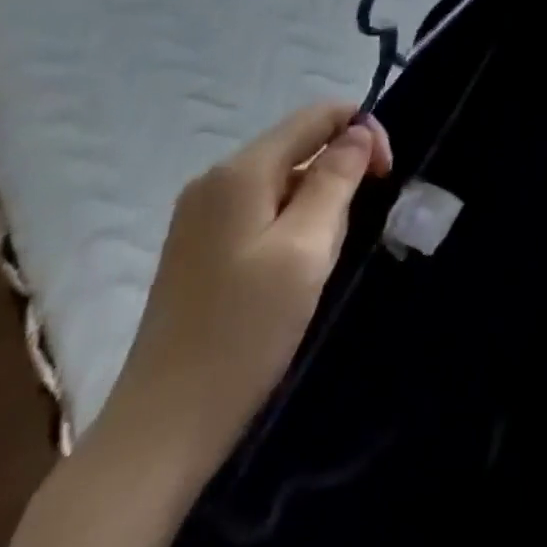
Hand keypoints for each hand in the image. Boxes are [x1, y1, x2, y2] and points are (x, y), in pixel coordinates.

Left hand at [97, 101, 393, 472]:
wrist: (162, 430)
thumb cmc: (244, 332)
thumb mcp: (307, 248)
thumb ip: (336, 179)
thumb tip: (358, 131)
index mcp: (240, 172)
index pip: (317, 116)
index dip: (362, 131)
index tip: (385, 175)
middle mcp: (216, 181)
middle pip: (300, 145)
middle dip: (338, 175)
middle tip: (343, 236)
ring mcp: (202, 215)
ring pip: (285, 180)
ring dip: (317, 206)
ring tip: (316, 264)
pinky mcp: (200, 247)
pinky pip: (263, 209)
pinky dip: (293, 225)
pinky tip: (291, 274)